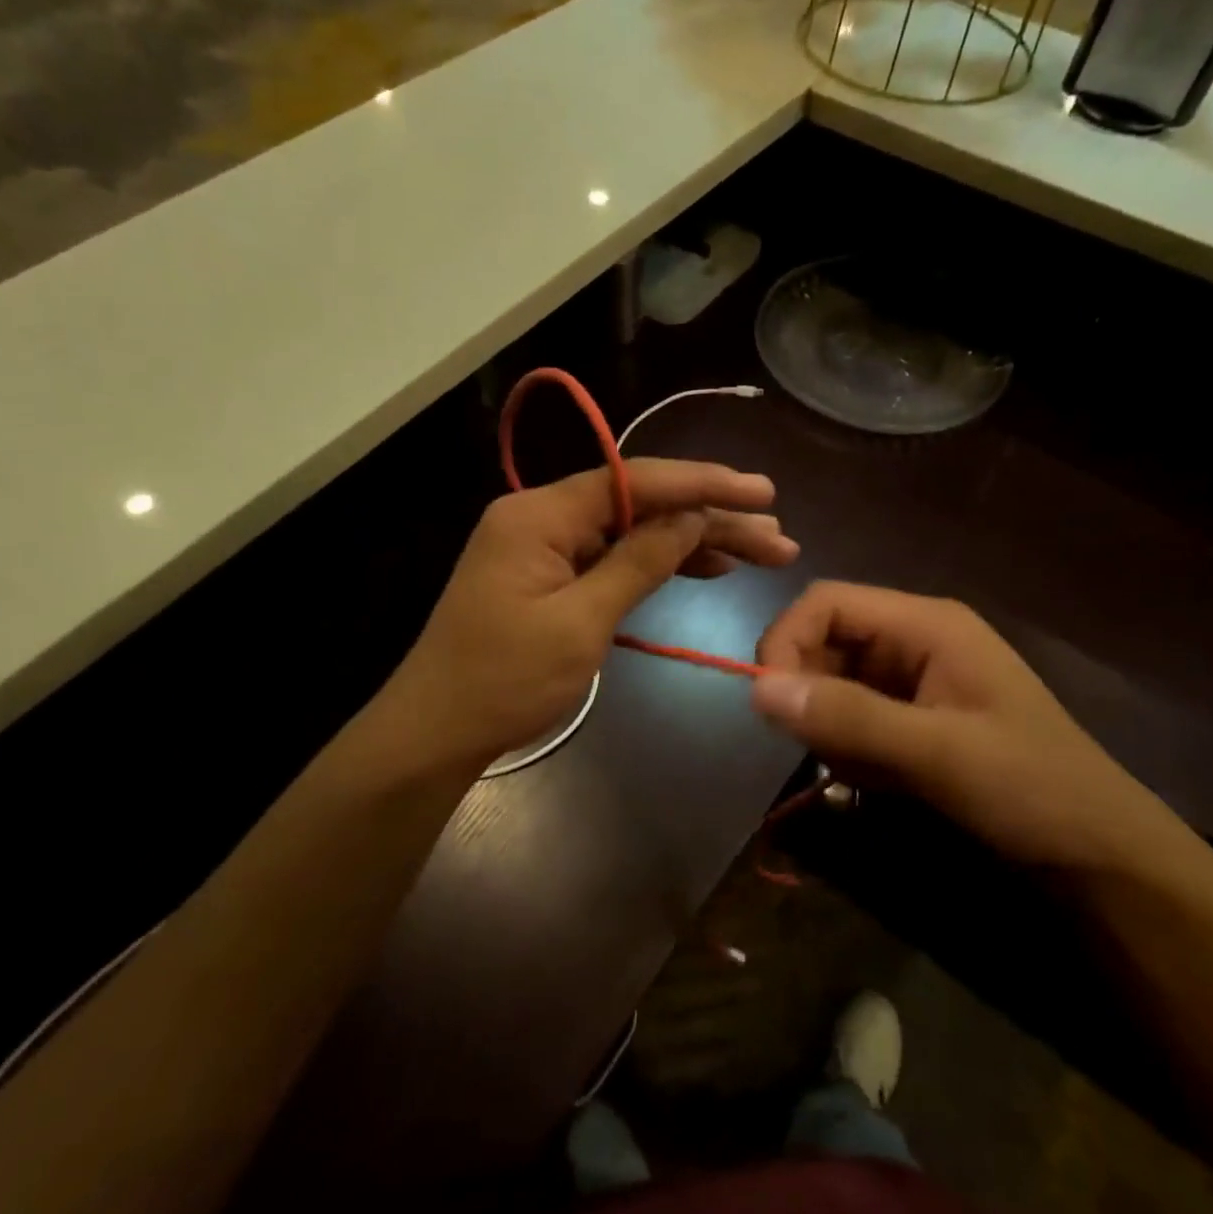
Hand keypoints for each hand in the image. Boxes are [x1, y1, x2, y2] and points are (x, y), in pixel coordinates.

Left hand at [393, 459, 797, 767]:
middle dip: (708, 517)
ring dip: (691, 541)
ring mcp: (543, 547)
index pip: (635, 480)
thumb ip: (638, 562)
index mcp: (540, 515)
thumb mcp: (580, 624)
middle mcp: (541, 517)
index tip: (760, 492)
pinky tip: (704, 568)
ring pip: (631, 530)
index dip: (703, 484)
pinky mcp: (548, 577)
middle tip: (775, 535)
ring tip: (756, 552)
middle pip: (639, 504)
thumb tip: (691, 517)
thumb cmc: (504, 682)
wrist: (437, 733)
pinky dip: (655, 563)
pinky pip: (611, 557)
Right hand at [751, 582, 1189, 875]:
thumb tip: (756, 689)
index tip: (768, 701)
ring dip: (832, 729)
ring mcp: (913, 681)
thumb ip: (848, 717)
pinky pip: (853, 718)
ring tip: (867, 772)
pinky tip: (881, 782)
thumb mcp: (938, 753)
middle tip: (824, 749)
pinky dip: (850, 750)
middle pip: (825, 641)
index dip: (787, 640)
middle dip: (810, 693)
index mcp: (926, 624)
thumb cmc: (1031, 789)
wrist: (1101, 856)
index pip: (827, 603)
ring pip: (832, 684)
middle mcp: (914, 640)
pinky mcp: (912, 719)